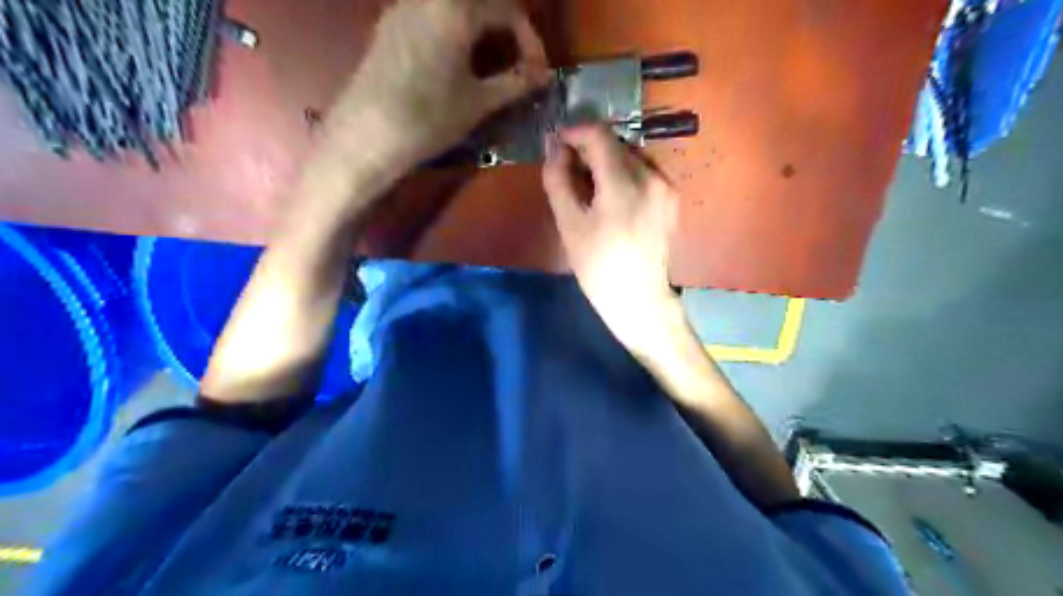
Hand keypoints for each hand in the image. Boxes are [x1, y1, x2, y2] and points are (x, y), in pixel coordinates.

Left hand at [325, 0, 547, 172]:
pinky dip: (453, 30)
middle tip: (516, 61)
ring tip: (489, 63)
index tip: (537, 71)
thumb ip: (515, 83)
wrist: (367, 135)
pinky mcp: (388, 27)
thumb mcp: (478, 103)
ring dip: (479, 28)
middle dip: (505, 27)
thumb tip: (544, 75)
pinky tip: (454, 62)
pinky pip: (430, 15)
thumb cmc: (429, 118)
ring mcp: (403, 9)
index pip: (507, 9)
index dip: (529, 39)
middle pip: (479, 1)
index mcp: (455, 9)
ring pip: (453, 7)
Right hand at [544, 123, 685, 353]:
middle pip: (616, 145)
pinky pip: (643, 173)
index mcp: (624, 184)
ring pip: (630, 157)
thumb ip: (558, 179)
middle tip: (568, 172)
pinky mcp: (671, 199)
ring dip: (605, 163)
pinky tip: (610, 199)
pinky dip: (622, 176)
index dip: (574, 132)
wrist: (639, 299)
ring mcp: (666, 187)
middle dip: (588, 151)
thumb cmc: (598, 267)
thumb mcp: (569, 224)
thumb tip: (553, 147)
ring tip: (588, 188)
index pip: (599, 135)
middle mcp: (652, 177)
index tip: (557, 144)